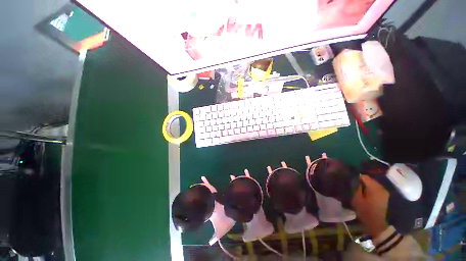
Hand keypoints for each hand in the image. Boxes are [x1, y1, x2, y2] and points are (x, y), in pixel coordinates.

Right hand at [351, 175, 388, 237]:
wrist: (378, 224)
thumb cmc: (366, 212)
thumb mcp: (357, 199)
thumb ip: (356, 188)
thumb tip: (356, 180)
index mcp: (374, 188)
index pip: (364, 176)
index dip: (357, 177)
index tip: (352, 181)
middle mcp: (381, 188)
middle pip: (370, 180)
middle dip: (362, 181)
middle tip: (355, 185)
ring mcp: (385, 192)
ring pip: (374, 184)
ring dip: (367, 185)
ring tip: (360, 189)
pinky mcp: (385, 196)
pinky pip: (376, 189)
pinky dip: (371, 189)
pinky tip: (366, 194)